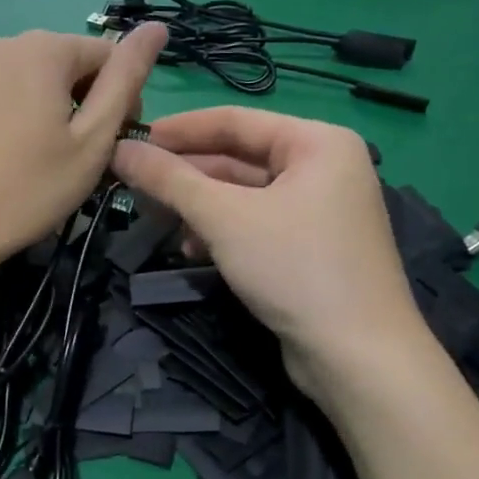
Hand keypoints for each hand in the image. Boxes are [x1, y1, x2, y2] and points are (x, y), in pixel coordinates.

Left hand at [0, 25, 167, 279]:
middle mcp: (1, 45)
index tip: (115, 144)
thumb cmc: (29, 188)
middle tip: (80, 157)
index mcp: (43, 49)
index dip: (123, 97)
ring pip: (29, 80)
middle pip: (66, 63)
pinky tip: (3, 158)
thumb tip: (157, 27)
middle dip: (84, 101)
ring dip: (49, 109)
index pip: (107, 54)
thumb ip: (127, 78)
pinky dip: (12, 117)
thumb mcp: (93, 138)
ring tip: (42, 160)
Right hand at [112, 106, 425, 399]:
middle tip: (134, 183)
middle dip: (185, 174)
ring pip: (243, 193)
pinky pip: (255, 222)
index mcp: (317, 142)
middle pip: (238, 157)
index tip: (132, 138)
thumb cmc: (294, 267)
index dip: (179, 129)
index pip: (234, 120)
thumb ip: (169, 179)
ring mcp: (320, 209)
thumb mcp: (223, 217)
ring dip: (198, 206)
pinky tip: (191, 250)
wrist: (358, 358)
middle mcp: (324, 167)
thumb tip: (120, 149)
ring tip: (157, 221)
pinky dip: (221, 231)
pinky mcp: (311, 246)